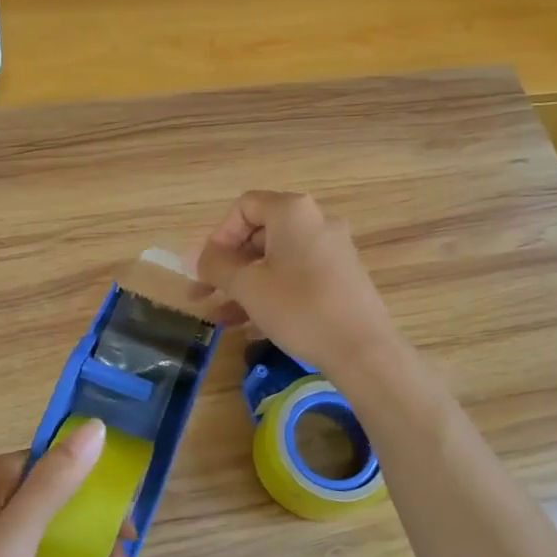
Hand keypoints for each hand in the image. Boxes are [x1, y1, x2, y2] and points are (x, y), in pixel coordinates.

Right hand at [195, 191, 398, 377]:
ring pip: (276, 261)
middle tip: (203, 294)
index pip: (243, 207)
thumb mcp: (248, 287)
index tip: (205, 268)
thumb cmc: (299, 308)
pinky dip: (271, 294)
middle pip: (259, 235)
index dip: (217, 236)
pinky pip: (296, 277)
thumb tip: (194, 257)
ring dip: (244, 286)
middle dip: (227, 266)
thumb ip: (216, 266)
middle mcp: (316, 223)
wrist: (362, 349)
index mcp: (293, 213)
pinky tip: (252, 326)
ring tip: (221, 318)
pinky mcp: (341, 279)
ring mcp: (332, 251)